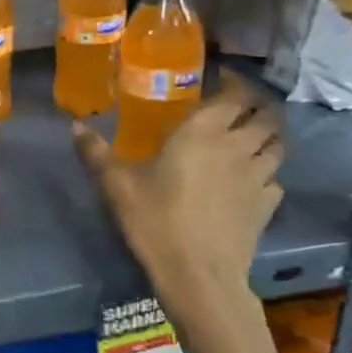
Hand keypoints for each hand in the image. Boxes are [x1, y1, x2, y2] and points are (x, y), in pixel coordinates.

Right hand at [74, 72, 282, 311]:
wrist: (198, 273)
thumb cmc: (155, 219)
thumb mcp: (116, 184)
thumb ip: (96, 152)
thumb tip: (74, 126)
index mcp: (203, 131)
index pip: (235, 94)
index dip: (234, 83)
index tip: (221, 78)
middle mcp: (238, 146)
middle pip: (266, 115)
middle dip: (257, 106)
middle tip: (238, 107)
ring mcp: (259, 176)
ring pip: (277, 144)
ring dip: (267, 136)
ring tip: (249, 138)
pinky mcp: (269, 205)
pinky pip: (275, 178)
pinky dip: (267, 172)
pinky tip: (250, 180)